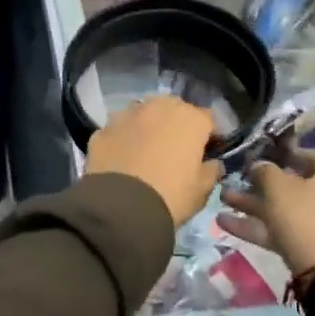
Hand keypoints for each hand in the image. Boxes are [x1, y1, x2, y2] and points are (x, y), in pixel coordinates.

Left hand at [85, 96, 222, 225]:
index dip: (208, 136)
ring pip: (142, 114)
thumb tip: (212, 163)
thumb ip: (211, 171)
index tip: (206, 153)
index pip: (208, 119)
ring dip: (147, 126)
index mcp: (190, 119)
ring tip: (145, 150)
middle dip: (176, 124)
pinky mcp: (102, 129)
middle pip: (173, 109)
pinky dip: (122, 139)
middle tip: (174, 149)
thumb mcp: (201, 191)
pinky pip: (118, 130)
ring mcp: (127, 115)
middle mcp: (158, 107)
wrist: (120, 208)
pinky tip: (121, 158)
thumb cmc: (171, 196)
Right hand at [218, 149, 314, 275]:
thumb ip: (264, 171)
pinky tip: (225, 223)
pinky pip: (288, 230)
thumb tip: (258, 164)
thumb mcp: (279, 188)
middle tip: (233, 181)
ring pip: (288, 209)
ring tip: (222, 199)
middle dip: (258, 185)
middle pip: (294, 185)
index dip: (278, 155)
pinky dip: (261, 226)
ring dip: (254, 206)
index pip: (307, 155)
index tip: (254, 158)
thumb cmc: (307, 216)